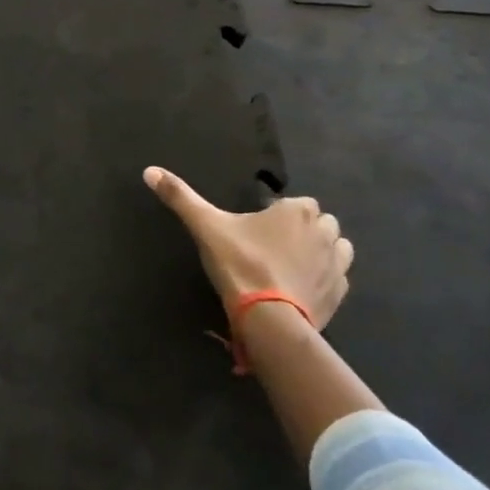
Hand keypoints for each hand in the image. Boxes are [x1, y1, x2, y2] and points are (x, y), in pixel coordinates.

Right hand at [143, 168, 353, 329]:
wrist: (269, 318)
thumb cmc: (240, 263)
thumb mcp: (205, 226)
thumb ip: (180, 197)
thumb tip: (149, 171)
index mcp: (297, 211)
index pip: (297, 202)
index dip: (278, 214)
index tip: (257, 230)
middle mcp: (324, 231)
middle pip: (319, 222)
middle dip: (303, 230)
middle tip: (271, 247)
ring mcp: (337, 264)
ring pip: (337, 247)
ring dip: (321, 250)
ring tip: (291, 264)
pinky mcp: (340, 293)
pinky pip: (338, 277)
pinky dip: (325, 278)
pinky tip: (302, 286)